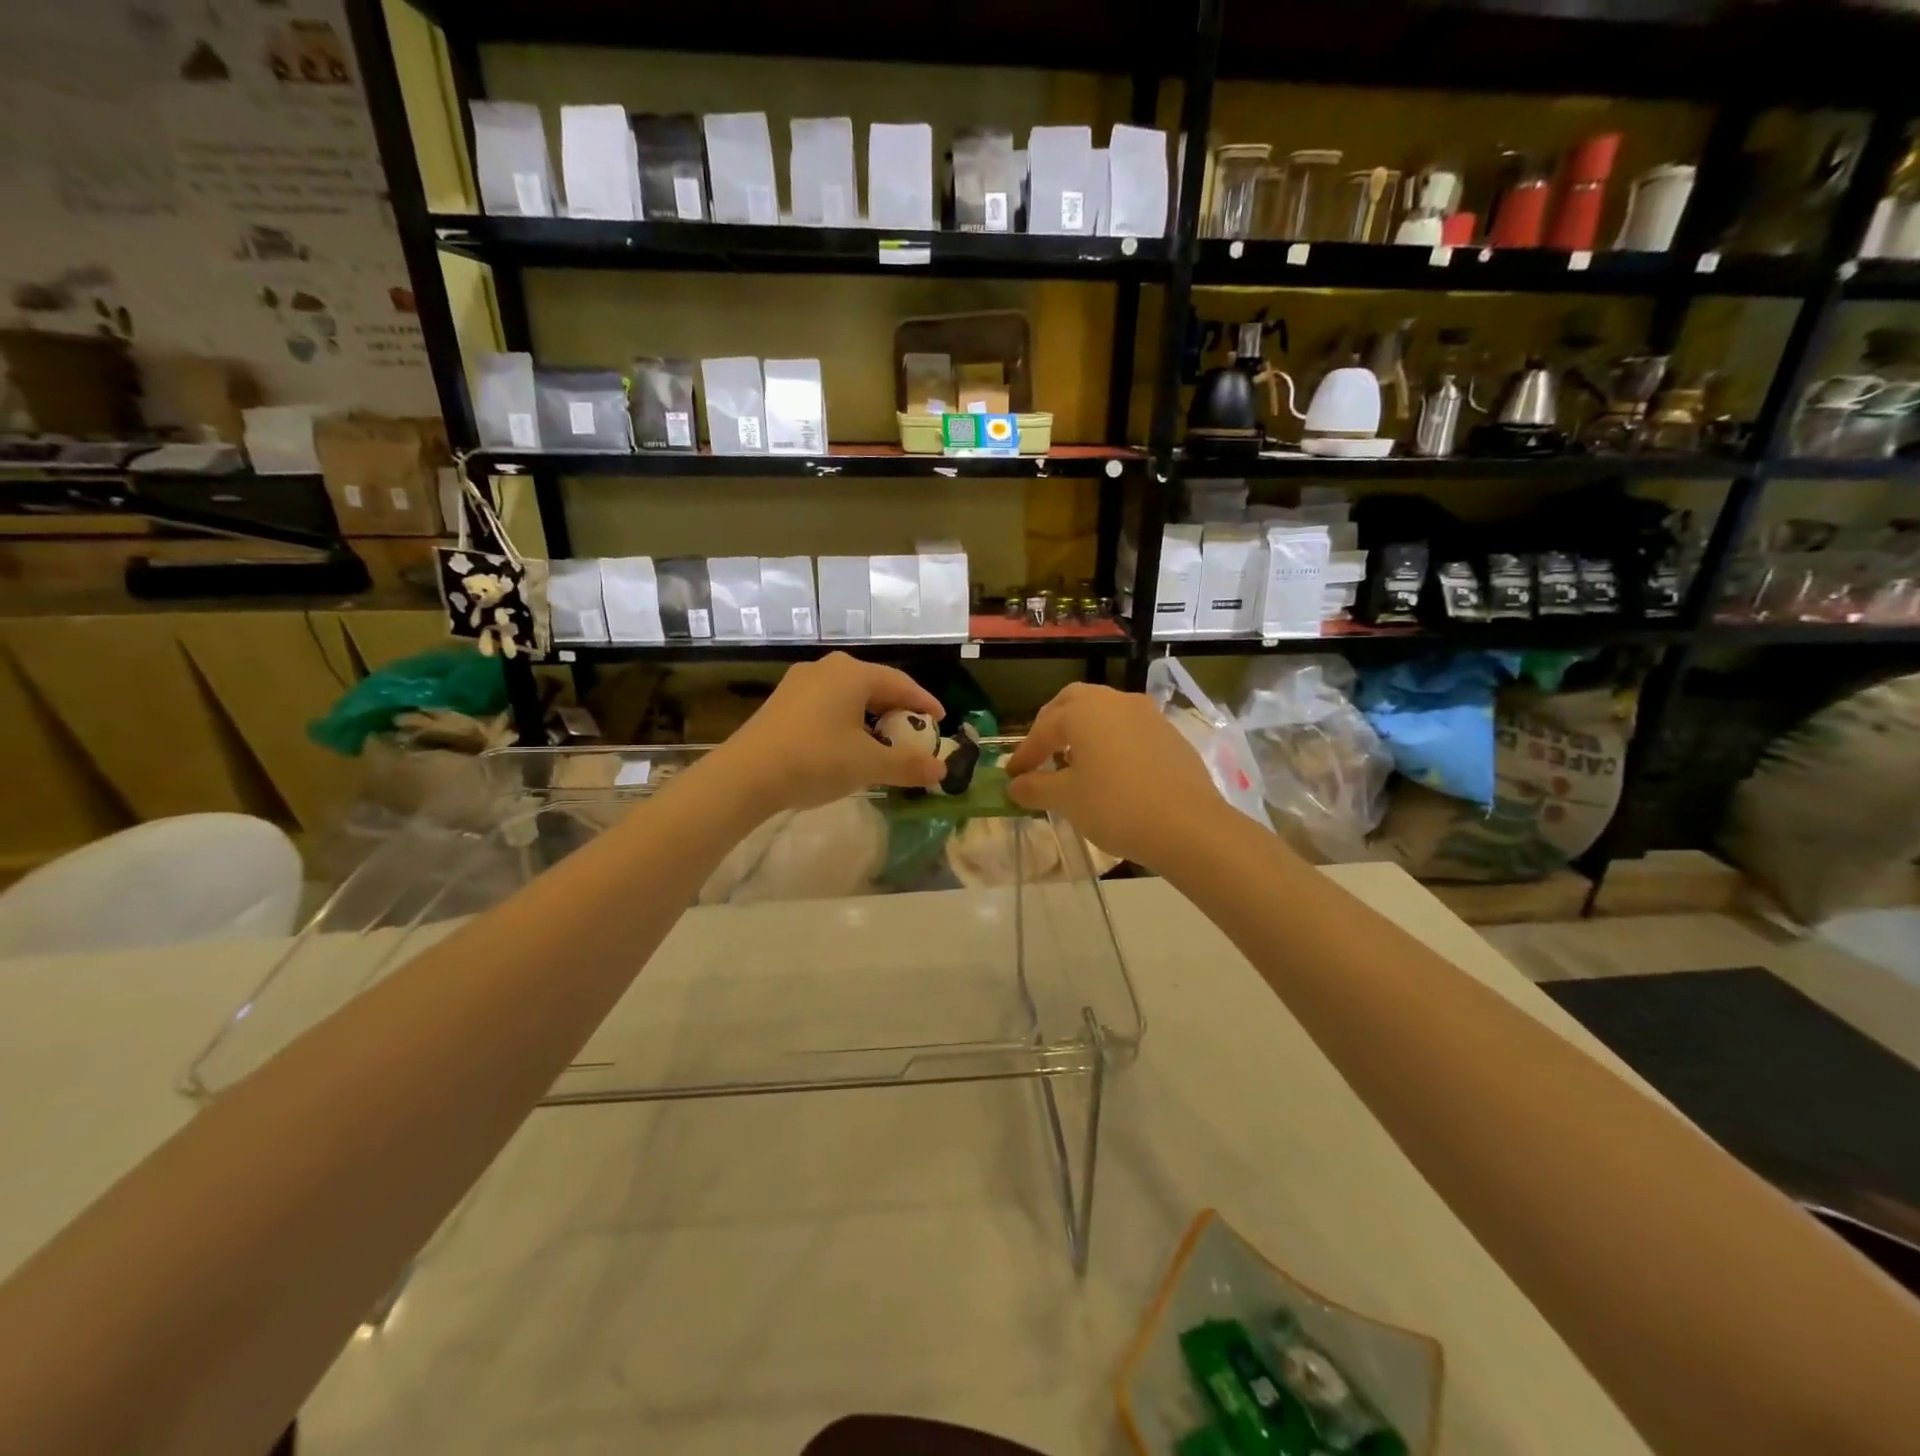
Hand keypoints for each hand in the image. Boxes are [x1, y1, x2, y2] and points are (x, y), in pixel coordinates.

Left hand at [713, 653, 946, 812]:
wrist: (747, 775)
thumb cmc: (816, 759)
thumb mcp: (869, 764)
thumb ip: (908, 765)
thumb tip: (942, 770)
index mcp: (853, 673)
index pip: (901, 683)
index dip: (924, 703)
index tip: (941, 721)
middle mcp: (827, 669)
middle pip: (875, 686)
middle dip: (897, 711)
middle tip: (914, 733)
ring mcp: (800, 683)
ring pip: (849, 696)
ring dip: (871, 718)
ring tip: (883, 741)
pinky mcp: (782, 702)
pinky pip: (827, 705)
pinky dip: (847, 722)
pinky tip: (847, 745)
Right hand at [1004, 683, 1222, 869]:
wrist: (1188, 825)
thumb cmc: (1115, 806)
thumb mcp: (1066, 799)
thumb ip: (1035, 787)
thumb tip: (1014, 785)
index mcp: (1084, 711)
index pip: (1043, 728)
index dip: (1025, 753)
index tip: (1012, 776)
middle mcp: (1115, 701)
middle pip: (1074, 703)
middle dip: (1052, 726)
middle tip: (1041, 754)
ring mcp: (1147, 715)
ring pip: (1105, 713)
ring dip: (1084, 732)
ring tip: (1075, 763)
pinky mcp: (1170, 735)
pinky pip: (1129, 730)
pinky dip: (1111, 743)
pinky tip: (1111, 772)